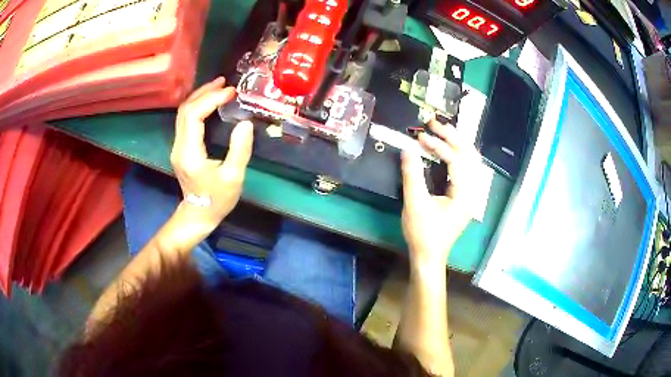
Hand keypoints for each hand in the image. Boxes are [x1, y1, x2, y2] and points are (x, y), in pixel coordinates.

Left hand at [170, 77, 253, 231]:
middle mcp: (179, 146)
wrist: (198, 215)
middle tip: (225, 83)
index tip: (231, 93)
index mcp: (190, 153)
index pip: (194, 115)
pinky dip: (197, 106)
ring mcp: (177, 146)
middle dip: (204, 92)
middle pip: (185, 109)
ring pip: (183, 113)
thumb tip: (246, 122)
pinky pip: (185, 120)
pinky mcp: (180, 147)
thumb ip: (240, 149)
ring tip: (218, 87)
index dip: (211, 99)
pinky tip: (209, 102)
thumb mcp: (234, 178)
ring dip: (199, 97)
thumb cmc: (217, 200)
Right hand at [401, 119, 487, 269]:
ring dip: (457, 143)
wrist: (429, 256)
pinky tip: (446, 149)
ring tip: (441, 130)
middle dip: (452, 136)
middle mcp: (473, 191)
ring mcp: (471, 193)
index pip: (456, 159)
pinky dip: (457, 154)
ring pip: (471, 160)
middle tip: (433, 123)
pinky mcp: (465, 196)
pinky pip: (467, 168)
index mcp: (465, 193)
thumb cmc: (423, 233)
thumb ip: (412, 174)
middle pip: (469, 154)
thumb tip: (407, 148)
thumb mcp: (415, 204)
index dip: (439, 145)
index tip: (420, 137)